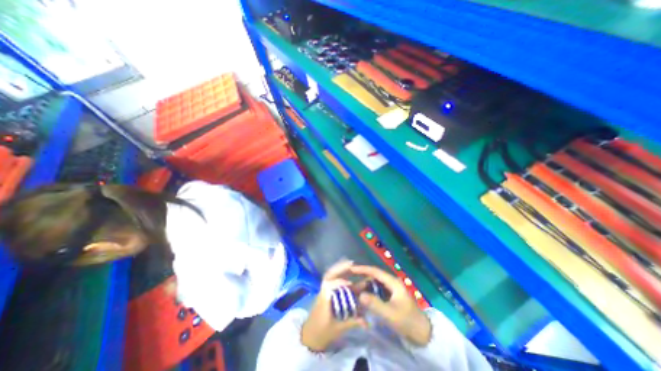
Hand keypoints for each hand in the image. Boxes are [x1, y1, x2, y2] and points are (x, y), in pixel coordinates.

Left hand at [300, 259, 366, 352]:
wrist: (309, 336)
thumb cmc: (322, 332)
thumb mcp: (337, 329)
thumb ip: (352, 323)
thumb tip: (367, 322)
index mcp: (324, 299)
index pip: (329, 287)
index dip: (339, 283)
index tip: (350, 283)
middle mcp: (323, 291)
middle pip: (329, 275)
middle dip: (340, 268)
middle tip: (351, 264)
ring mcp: (323, 289)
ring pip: (330, 274)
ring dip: (339, 268)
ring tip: (350, 263)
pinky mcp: (325, 290)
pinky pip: (331, 278)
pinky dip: (338, 272)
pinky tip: (346, 269)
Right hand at [351, 266, 434, 345]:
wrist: (423, 334)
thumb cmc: (407, 321)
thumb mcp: (390, 314)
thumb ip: (375, 304)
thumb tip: (360, 294)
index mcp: (393, 282)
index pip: (375, 271)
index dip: (363, 269)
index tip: (351, 269)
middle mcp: (392, 283)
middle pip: (374, 277)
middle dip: (362, 281)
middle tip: (350, 286)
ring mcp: (392, 289)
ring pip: (375, 284)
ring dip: (365, 288)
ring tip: (355, 294)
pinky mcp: (391, 296)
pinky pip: (377, 291)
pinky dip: (370, 294)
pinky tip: (363, 299)